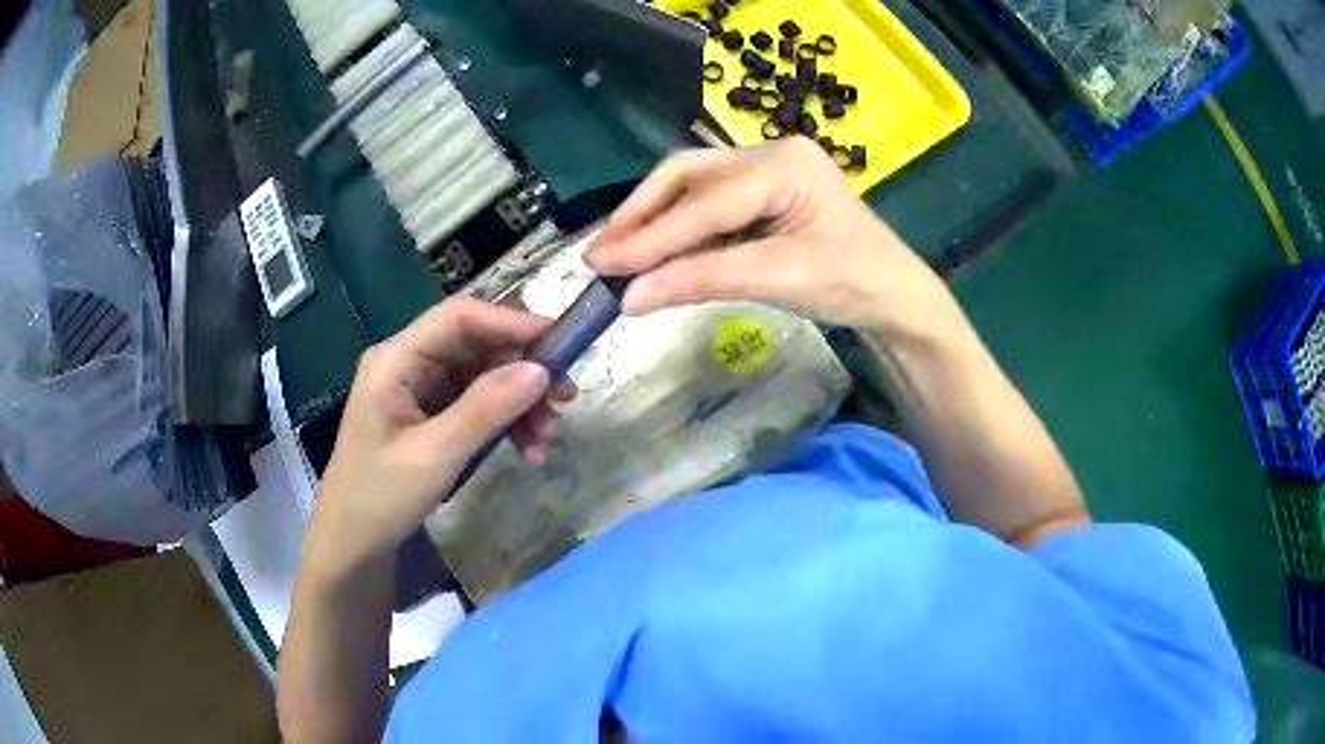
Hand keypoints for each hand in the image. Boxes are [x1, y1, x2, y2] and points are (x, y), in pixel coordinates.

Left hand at [307, 299, 573, 579]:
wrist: (352, 543)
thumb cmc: (379, 497)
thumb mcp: (434, 455)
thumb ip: (485, 409)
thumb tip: (541, 370)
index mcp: (396, 360)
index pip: (459, 318)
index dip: (511, 323)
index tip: (560, 343)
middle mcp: (409, 364)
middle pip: (477, 346)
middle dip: (523, 371)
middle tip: (566, 398)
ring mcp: (421, 390)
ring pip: (484, 377)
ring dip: (520, 403)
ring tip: (547, 439)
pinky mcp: (432, 415)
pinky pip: (478, 405)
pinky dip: (505, 423)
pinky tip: (527, 451)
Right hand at [584, 138, 955, 336]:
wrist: (898, 297)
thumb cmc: (852, 284)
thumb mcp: (776, 279)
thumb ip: (700, 281)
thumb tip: (628, 298)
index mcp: (782, 164)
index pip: (702, 202)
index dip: (648, 236)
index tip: (600, 265)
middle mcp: (770, 152)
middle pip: (688, 175)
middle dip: (642, 214)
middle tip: (601, 254)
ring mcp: (770, 167)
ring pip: (695, 186)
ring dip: (656, 220)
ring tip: (619, 254)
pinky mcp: (768, 189)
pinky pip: (713, 202)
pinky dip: (682, 227)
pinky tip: (660, 250)